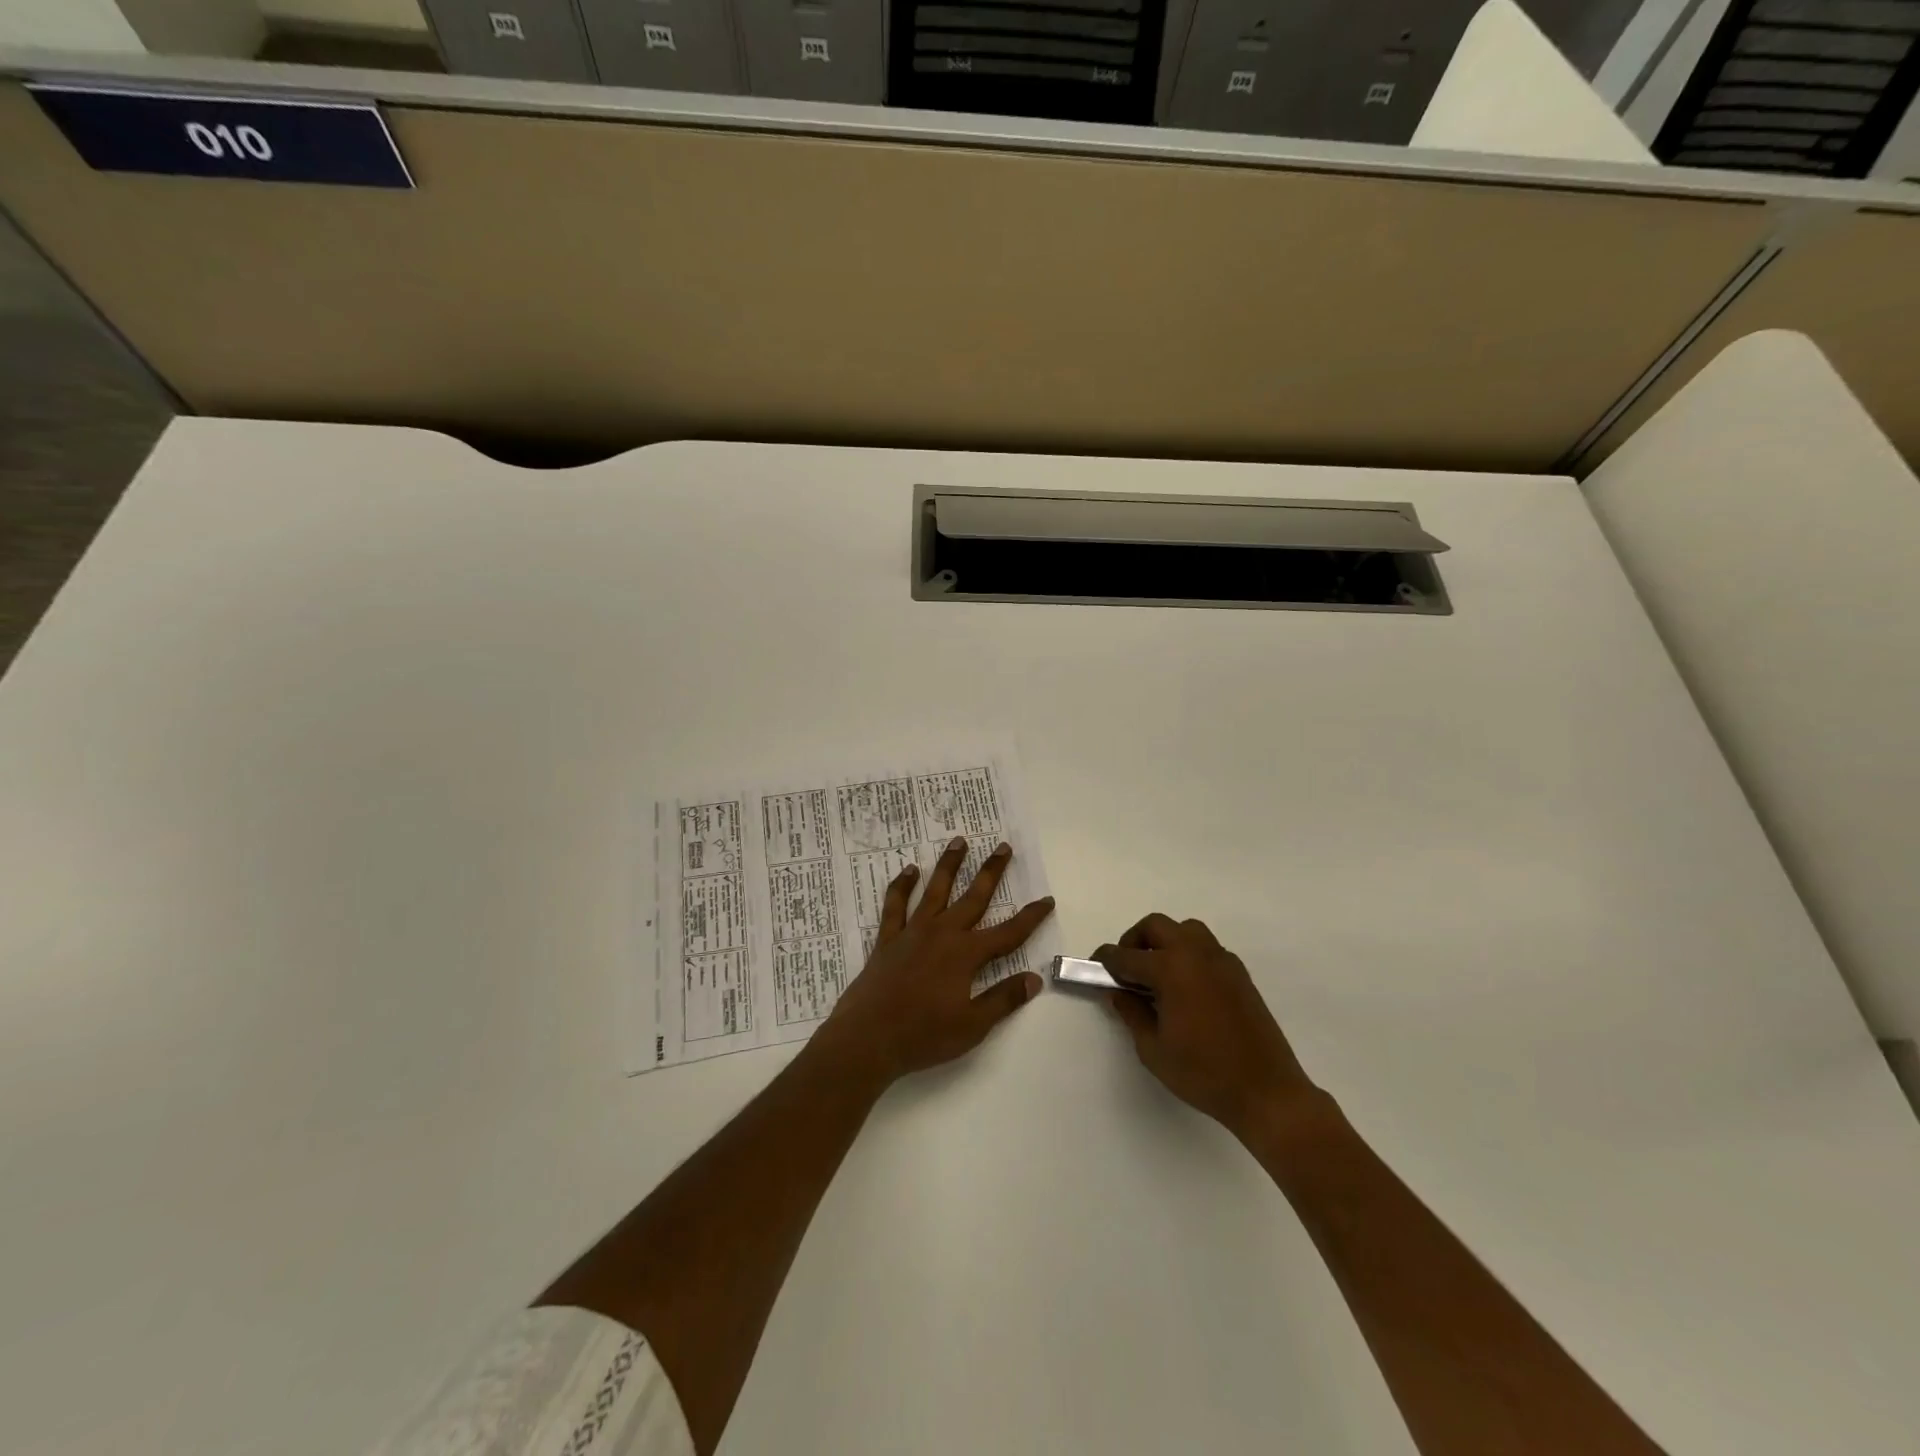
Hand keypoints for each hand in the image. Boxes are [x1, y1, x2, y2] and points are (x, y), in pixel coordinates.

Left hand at [817, 836, 1053, 1089]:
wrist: (867, 1038)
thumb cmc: (923, 1036)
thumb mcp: (972, 1026)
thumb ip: (1003, 999)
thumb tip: (1035, 978)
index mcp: (966, 955)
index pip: (1008, 932)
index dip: (1030, 917)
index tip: (1047, 899)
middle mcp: (942, 934)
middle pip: (973, 897)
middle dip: (991, 872)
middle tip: (1002, 847)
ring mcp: (913, 932)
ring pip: (936, 890)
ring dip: (949, 865)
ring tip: (959, 841)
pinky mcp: (888, 938)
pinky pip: (896, 905)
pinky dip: (902, 886)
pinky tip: (909, 870)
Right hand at [1095, 914, 1315, 1140]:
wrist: (1266, 1091)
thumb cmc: (1203, 1073)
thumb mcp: (1153, 1049)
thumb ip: (1132, 1013)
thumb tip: (1120, 993)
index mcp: (1171, 969)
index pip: (1126, 955)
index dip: (1105, 960)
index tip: (1094, 967)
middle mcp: (1196, 954)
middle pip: (1156, 926)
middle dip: (1134, 941)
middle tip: (1127, 970)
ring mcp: (1221, 961)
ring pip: (1185, 929)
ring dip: (1164, 941)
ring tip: (1157, 974)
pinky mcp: (1239, 973)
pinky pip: (1206, 947)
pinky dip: (1188, 954)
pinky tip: (1186, 987)